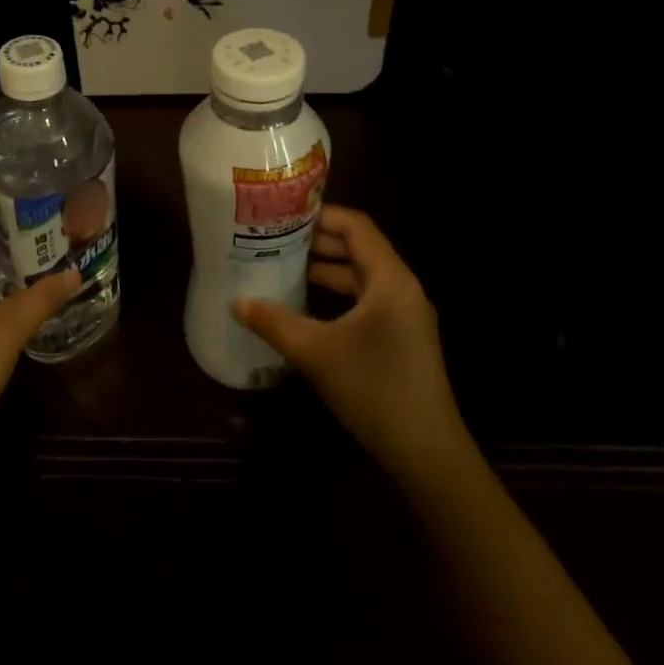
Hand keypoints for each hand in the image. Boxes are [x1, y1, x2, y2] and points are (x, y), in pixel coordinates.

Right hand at [233, 204, 468, 485]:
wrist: (426, 451)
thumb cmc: (373, 388)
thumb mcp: (315, 352)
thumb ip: (273, 322)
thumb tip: (236, 302)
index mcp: (390, 279)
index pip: (356, 226)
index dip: (320, 214)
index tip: (283, 213)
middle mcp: (402, 288)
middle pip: (359, 247)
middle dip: (318, 241)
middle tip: (274, 237)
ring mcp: (405, 314)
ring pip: (361, 276)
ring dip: (326, 269)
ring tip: (283, 266)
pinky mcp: (402, 337)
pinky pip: (366, 300)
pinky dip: (336, 294)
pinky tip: (306, 306)